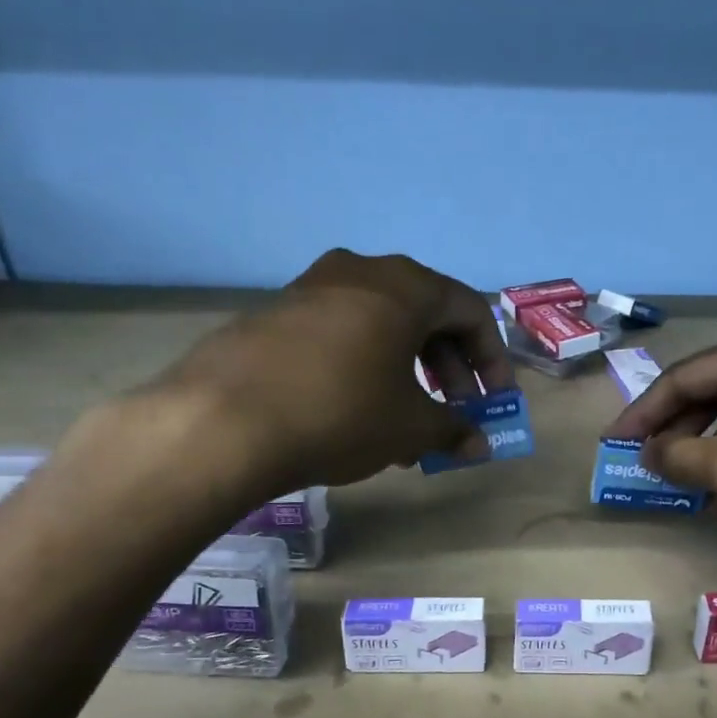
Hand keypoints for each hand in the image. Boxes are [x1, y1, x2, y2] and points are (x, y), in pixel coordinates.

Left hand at [131, 249, 513, 499]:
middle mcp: (361, 272)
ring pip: (382, 326)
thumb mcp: (409, 426)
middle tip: (453, 412)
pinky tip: (358, 415)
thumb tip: (480, 445)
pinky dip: (365, 368)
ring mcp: (312, 288)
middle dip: (448, 369)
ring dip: (407, 373)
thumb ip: (453, 430)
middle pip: (426, 315)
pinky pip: (341, 334)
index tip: (494, 399)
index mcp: (405, 286)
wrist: (222, 422)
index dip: (492, 359)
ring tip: (407, 424)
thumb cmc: (341, 413)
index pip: (471, 311)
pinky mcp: (275, 313)